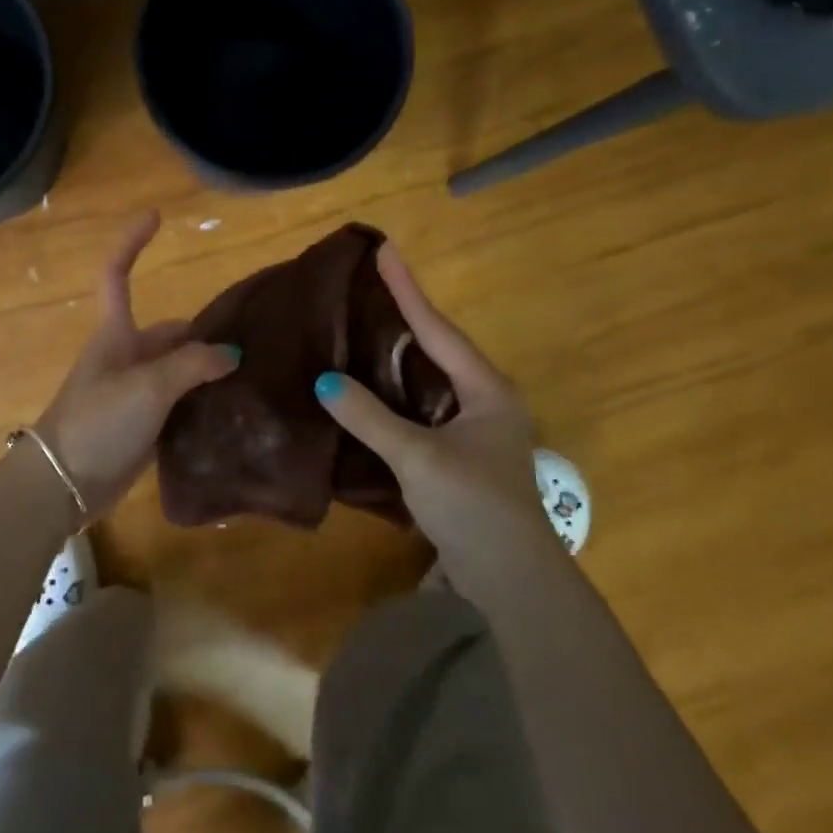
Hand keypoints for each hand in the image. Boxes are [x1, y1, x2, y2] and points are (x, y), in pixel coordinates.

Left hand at [33, 212, 239, 517]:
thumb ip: (192, 365)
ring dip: (208, 373)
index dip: (132, 243)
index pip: (118, 275)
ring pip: (178, 371)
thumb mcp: (148, 387)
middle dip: (205, 335)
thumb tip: (231, 355)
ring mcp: (134, 393)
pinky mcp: (142, 427)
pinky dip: (201, 405)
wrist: (64, 484)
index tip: (155, 216)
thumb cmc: (98, 421)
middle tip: (255, 344)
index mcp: (117, 335)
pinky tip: (232, 413)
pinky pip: (178, 406)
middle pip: (170, 333)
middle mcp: (126, 358)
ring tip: (254, 377)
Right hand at [313, 244, 554, 554]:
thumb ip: (370, 418)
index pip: (437, 329)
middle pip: (436, 348)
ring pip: (427, 381)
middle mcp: (483, 402)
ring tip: (361, 329)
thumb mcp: (418, 457)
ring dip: (396, 358)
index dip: (407, 290)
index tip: (385, 251)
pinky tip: (367, 391)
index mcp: (486, 390)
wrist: (509, 582)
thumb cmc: (473, 506)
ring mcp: (472, 432)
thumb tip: (324, 382)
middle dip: (404, 318)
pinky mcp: (457, 458)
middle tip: (367, 288)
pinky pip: (419, 411)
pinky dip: (393, 396)